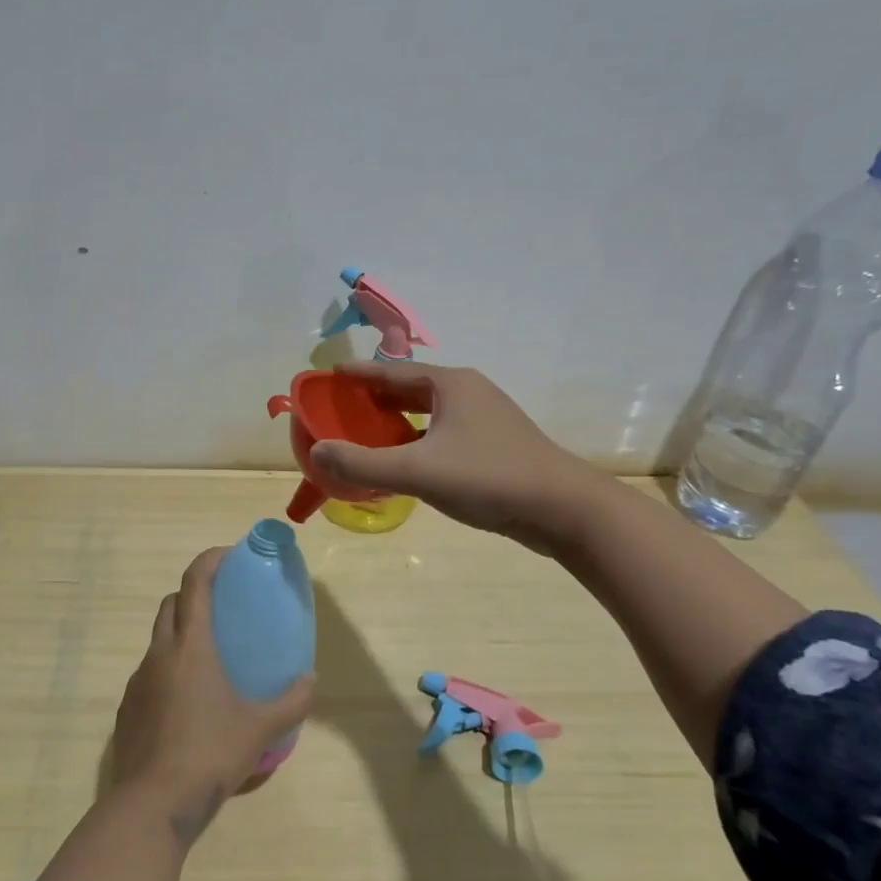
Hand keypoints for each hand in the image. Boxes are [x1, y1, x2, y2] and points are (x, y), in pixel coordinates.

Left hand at [110, 546, 315, 841]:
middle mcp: (160, 653)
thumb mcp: (260, 729)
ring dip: (180, 634)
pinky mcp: (127, 708)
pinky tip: (186, 703)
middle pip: (171, 603)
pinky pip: (148, 673)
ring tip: (208, 660)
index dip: (210, 560)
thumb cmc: (209, 754)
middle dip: (193, 594)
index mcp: (191, 646)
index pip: (195, 582)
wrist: (152, 804)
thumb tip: (312, 680)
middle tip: (222, 608)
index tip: (229, 556)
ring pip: (158, 639)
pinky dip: (167, 670)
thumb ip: (292, 702)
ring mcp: (138, 680)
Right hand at [308, 362, 582, 549]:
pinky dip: (417, 440)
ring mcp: (485, 418)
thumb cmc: (488, 478)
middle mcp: (467, 392)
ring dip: (396, 421)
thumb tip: (317, 452)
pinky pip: (442, 433)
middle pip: (409, 388)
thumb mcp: (418, 471)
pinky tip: (405, 463)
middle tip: (341, 410)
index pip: (392, 371)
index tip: (329, 376)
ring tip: (365, 435)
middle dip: (374, 398)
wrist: (564, 509)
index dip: (358, 374)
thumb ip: (363, 464)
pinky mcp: (494, 445)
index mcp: (450, 384)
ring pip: (428, 413)